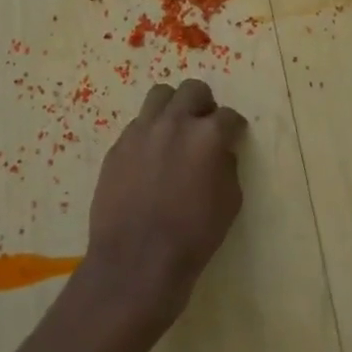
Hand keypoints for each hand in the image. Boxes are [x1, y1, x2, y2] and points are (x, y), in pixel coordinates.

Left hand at [82, 79, 247, 331]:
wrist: (136, 262)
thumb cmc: (194, 235)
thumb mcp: (230, 201)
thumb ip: (227, 166)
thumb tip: (220, 152)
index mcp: (208, 135)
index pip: (229, 116)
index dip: (234, 127)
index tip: (234, 136)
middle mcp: (174, 123)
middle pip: (192, 90)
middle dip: (204, 104)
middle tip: (205, 125)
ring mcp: (141, 132)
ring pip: (160, 96)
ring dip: (173, 108)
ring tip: (175, 131)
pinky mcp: (117, 148)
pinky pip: (137, 125)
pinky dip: (149, 133)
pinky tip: (151, 157)